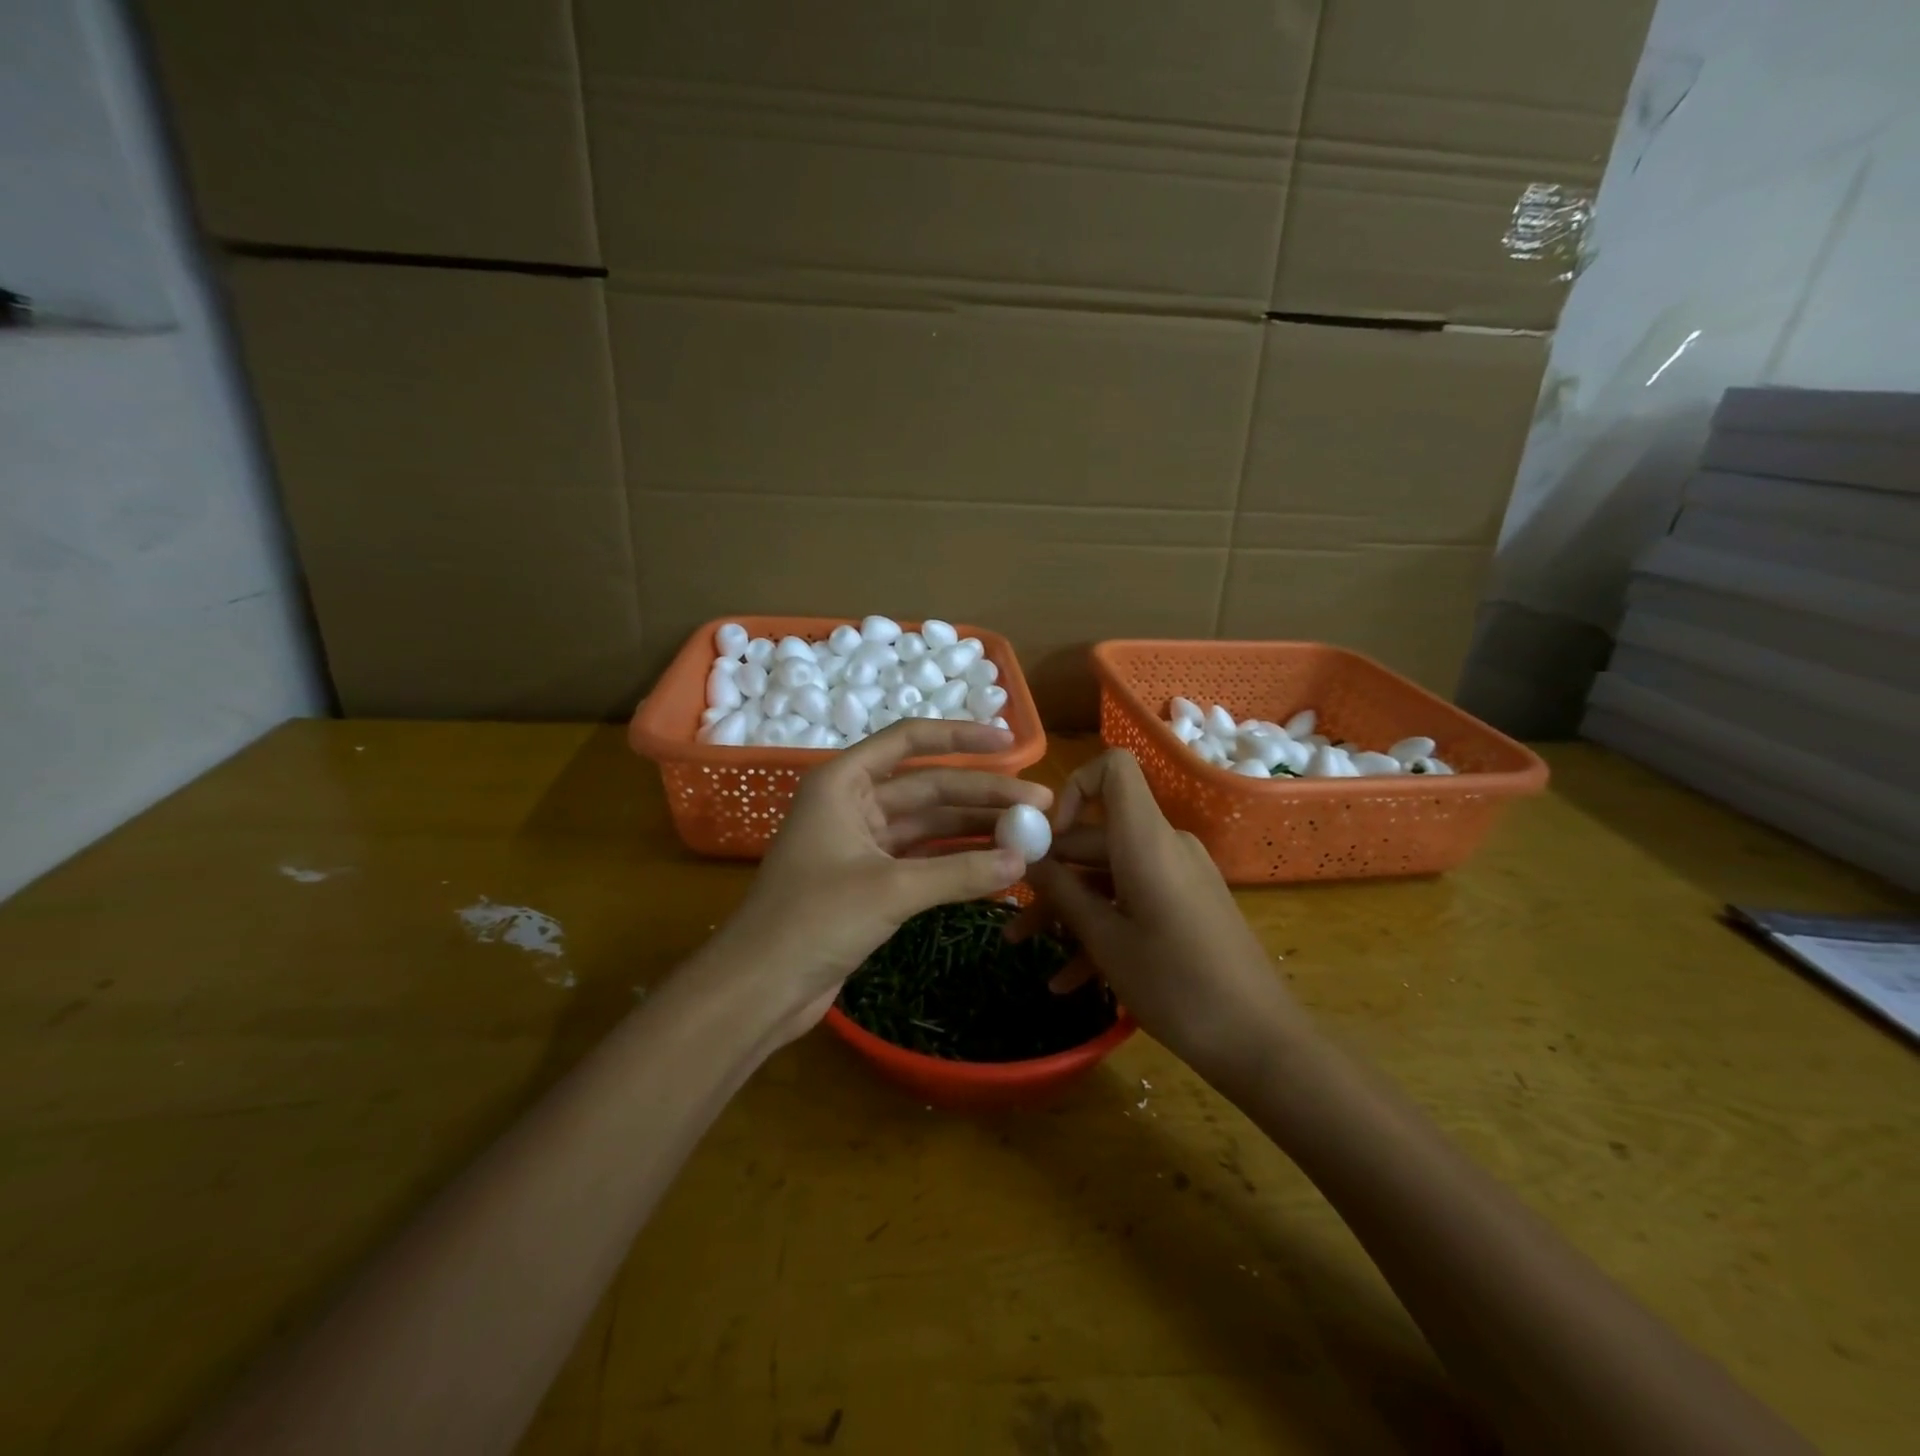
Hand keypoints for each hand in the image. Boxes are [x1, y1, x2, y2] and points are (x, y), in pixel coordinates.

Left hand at [718, 720, 1049, 1042]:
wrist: (760, 988)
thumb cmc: (812, 921)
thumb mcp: (890, 890)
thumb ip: (958, 872)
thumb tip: (1023, 858)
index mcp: (843, 782)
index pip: (909, 740)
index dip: (961, 737)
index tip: (1011, 742)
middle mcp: (853, 803)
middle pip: (929, 787)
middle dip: (983, 794)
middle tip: (1039, 804)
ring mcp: (862, 843)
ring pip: (929, 825)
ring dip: (975, 828)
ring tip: (1029, 833)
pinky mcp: (870, 880)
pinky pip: (923, 859)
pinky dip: (957, 861)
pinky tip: (997, 864)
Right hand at [1017, 750, 1307, 1081]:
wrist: (1261, 1042)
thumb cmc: (1177, 985)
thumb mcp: (1106, 940)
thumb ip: (1062, 892)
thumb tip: (1027, 857)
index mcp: (1146, 840)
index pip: (1113, 769)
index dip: (1073, 789)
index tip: (1044, 838)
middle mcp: (1164, 846)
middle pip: (1097, 836)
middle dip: (1051, 873)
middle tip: (1012, 913)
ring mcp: (1178, 876)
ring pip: (1109, 875)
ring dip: (1069, 908)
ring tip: (1026, 947)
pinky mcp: (1186, 905)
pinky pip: (1134, 900)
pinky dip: (1102, 928)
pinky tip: (1069, 979)